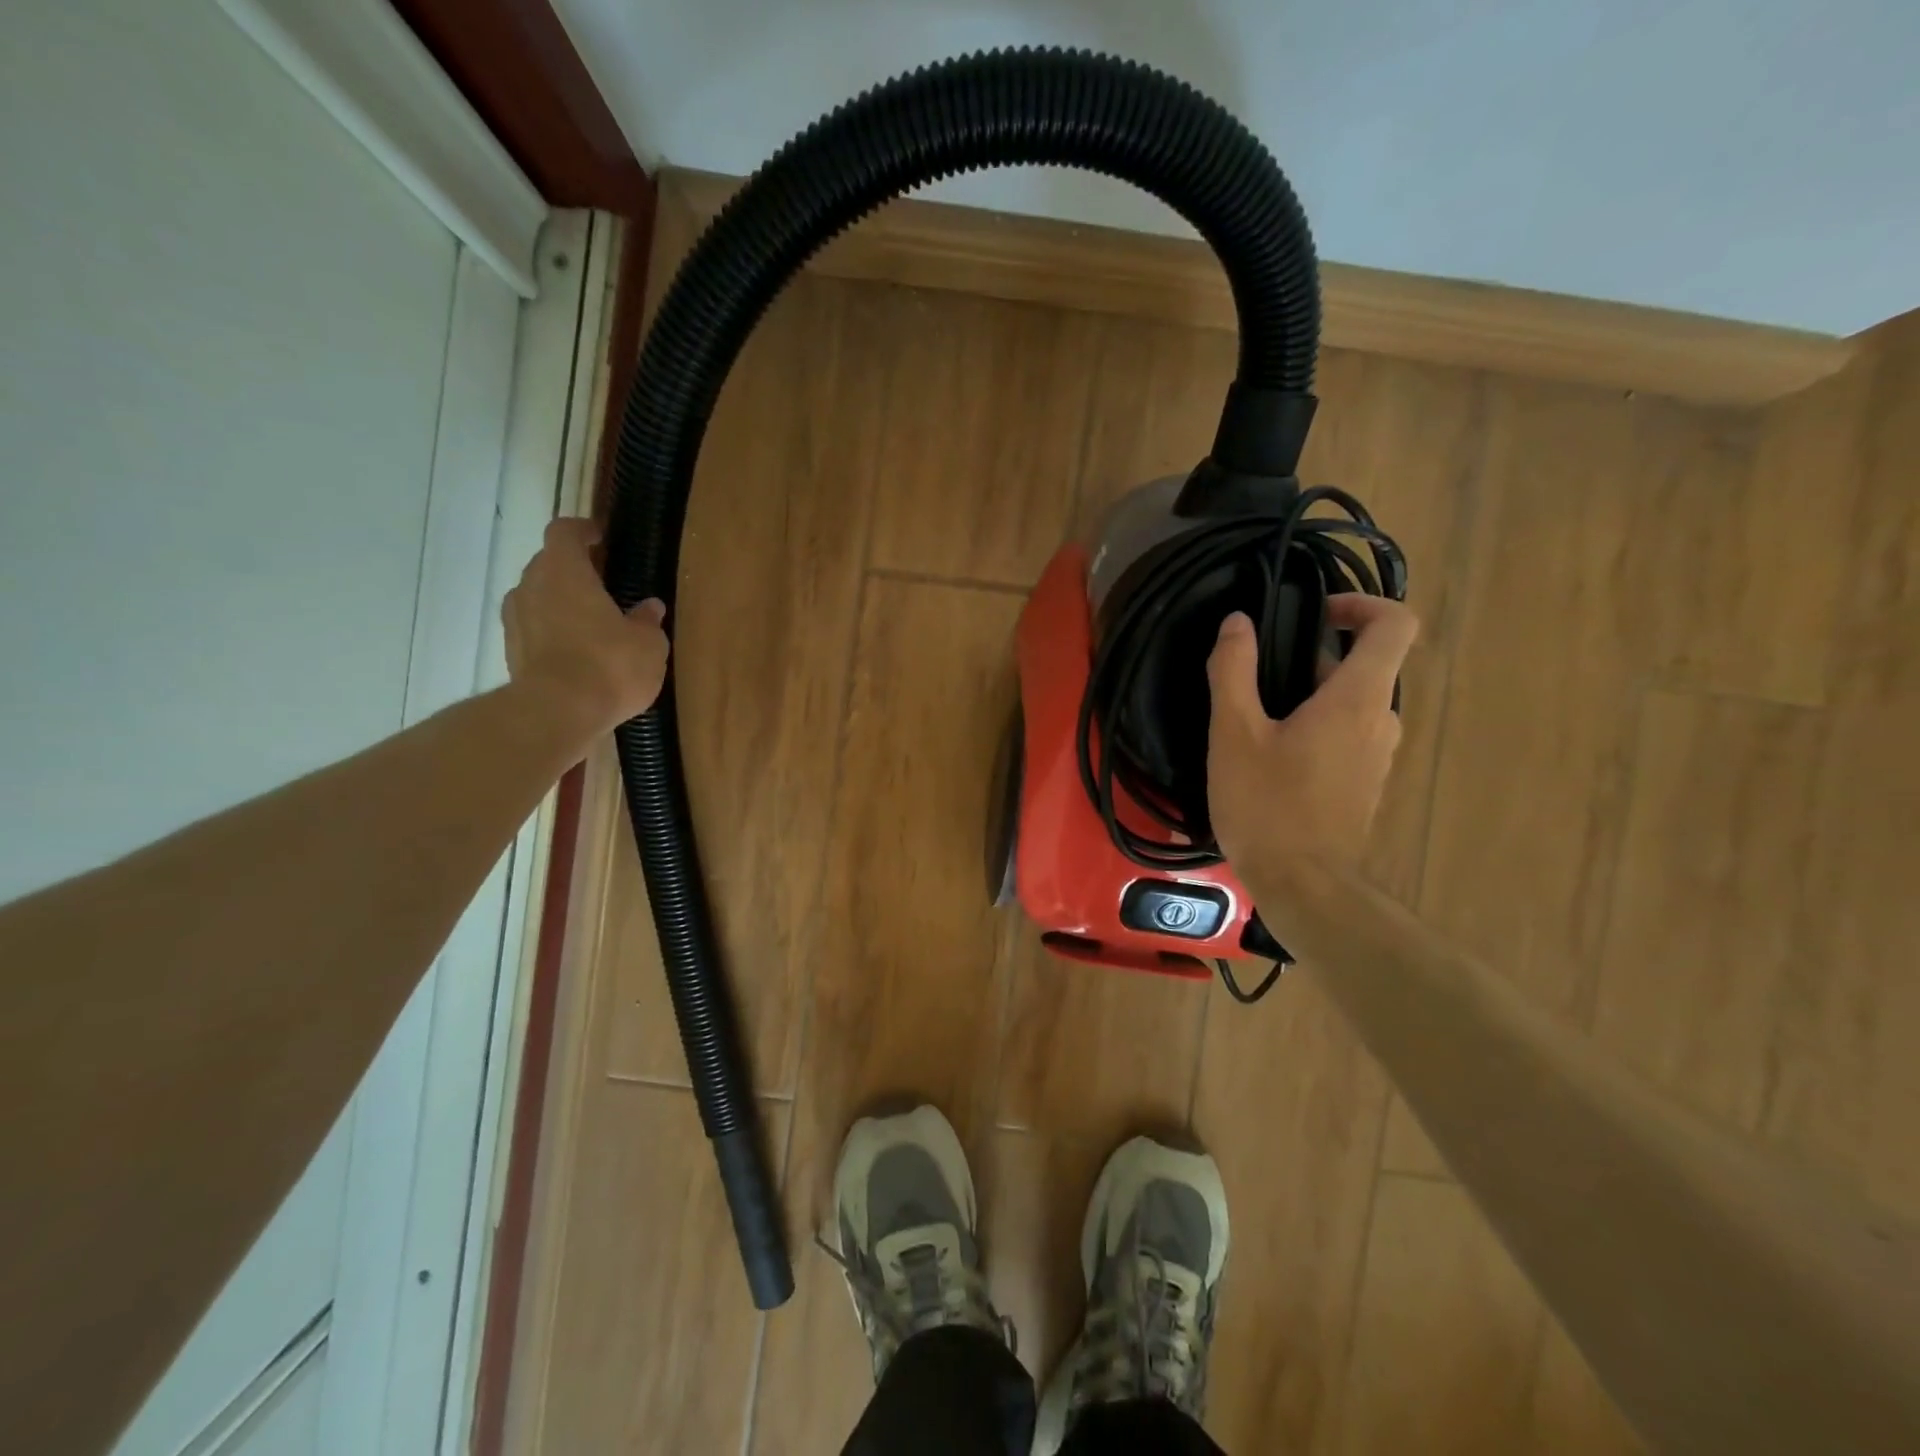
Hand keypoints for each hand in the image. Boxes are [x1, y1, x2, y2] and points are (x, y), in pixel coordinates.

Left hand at [502, 518, 668, 735]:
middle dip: (573, 571)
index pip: (564, 532)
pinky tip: (578, 654)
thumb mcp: (648, 644)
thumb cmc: (610, 665)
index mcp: (564, 571)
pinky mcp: (510, 652)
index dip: (582, 531)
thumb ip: (647, 621)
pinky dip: (552, 633)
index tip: (600, 537)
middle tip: (604, 587)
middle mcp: (531, 586)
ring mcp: (515, 620)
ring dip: (560, 604)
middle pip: (548, 564)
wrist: (557, 713)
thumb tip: (649, 608)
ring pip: (537, 598)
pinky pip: (533, 630)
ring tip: (591, 624)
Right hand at [1207, 594, 1418, 884]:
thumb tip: (1237, 622)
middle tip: (1257, 676)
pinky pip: (1346, 736)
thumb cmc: (1268, 805)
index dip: (1361, 604)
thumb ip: (1234, 670)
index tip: (1314, 614)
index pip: (1395, 625)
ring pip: (1350, 704)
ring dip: (1308, 696)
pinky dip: (1314, 728)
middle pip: (1363, 665)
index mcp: (1358, 699)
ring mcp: (1377, 757)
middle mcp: (1381, 721)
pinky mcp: (1364, 785)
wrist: (1304, 887)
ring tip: (1253, 719)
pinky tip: (1268, 757)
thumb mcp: (1235, 733)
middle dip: (1312, 657)